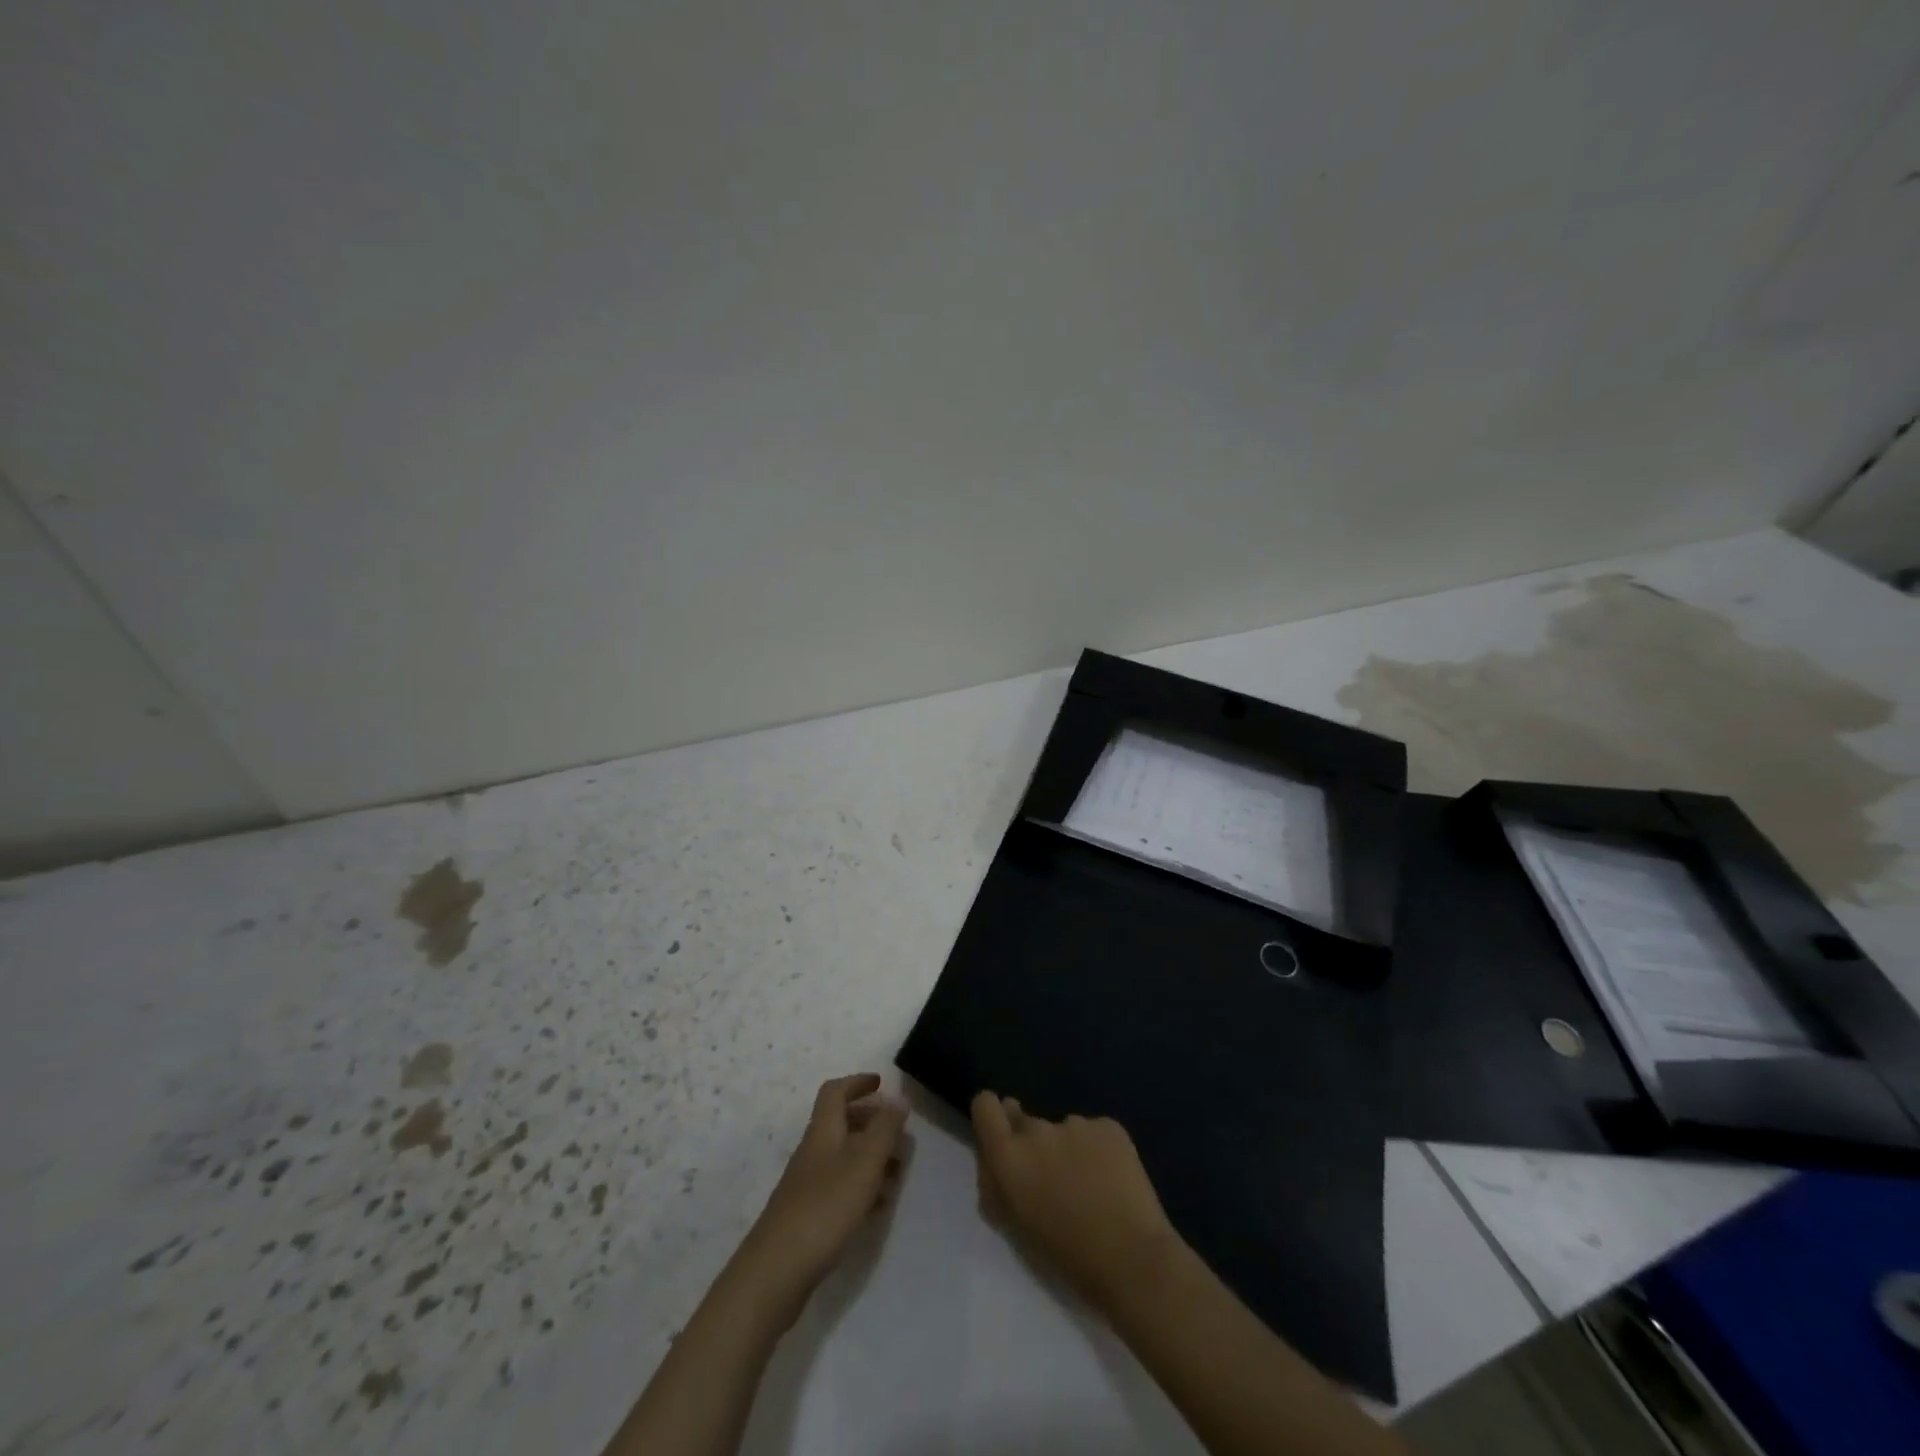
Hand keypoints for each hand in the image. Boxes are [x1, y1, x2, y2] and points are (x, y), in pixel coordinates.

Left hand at [735, 1074, 906, 1318]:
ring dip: (870, 1156)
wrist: (776, 1271)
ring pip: (843, 1156)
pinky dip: (862, 1187)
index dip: (857, 1083)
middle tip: (898, 1133)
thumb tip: (898, 1097)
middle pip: (841, 1123)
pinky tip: (878, 1207)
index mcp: (823, 1131)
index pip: (835, 1092)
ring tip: (897, 1172)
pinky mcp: (808, 1216)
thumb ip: (884, 1129)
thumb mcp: (864, 1163)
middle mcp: (813, 1152)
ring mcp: (807, 1185)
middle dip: (871, 1121)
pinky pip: (840, 1187)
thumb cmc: (825, 1207)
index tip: (881, 1083)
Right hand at [971, 1091, 1179, 1312]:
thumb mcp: (1015, 1225)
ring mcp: (1075, 1122)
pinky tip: (1112, 1180)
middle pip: (1024, 1119)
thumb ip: (996, 1184)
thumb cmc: (1066, 1255)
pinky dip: (1098, 1150)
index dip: (992, 1115)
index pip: (985, 1105)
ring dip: (1068, 1148)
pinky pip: (1094, 1132)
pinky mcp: (1109, 1125)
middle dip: (1032, 1140)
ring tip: (1089, 1185)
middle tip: (1051, 1174)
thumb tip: (992, 1159)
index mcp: (1008, 1156)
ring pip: (1063, 1129)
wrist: (1133, 1261)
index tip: (1002, 1133)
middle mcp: (1037, 1129)